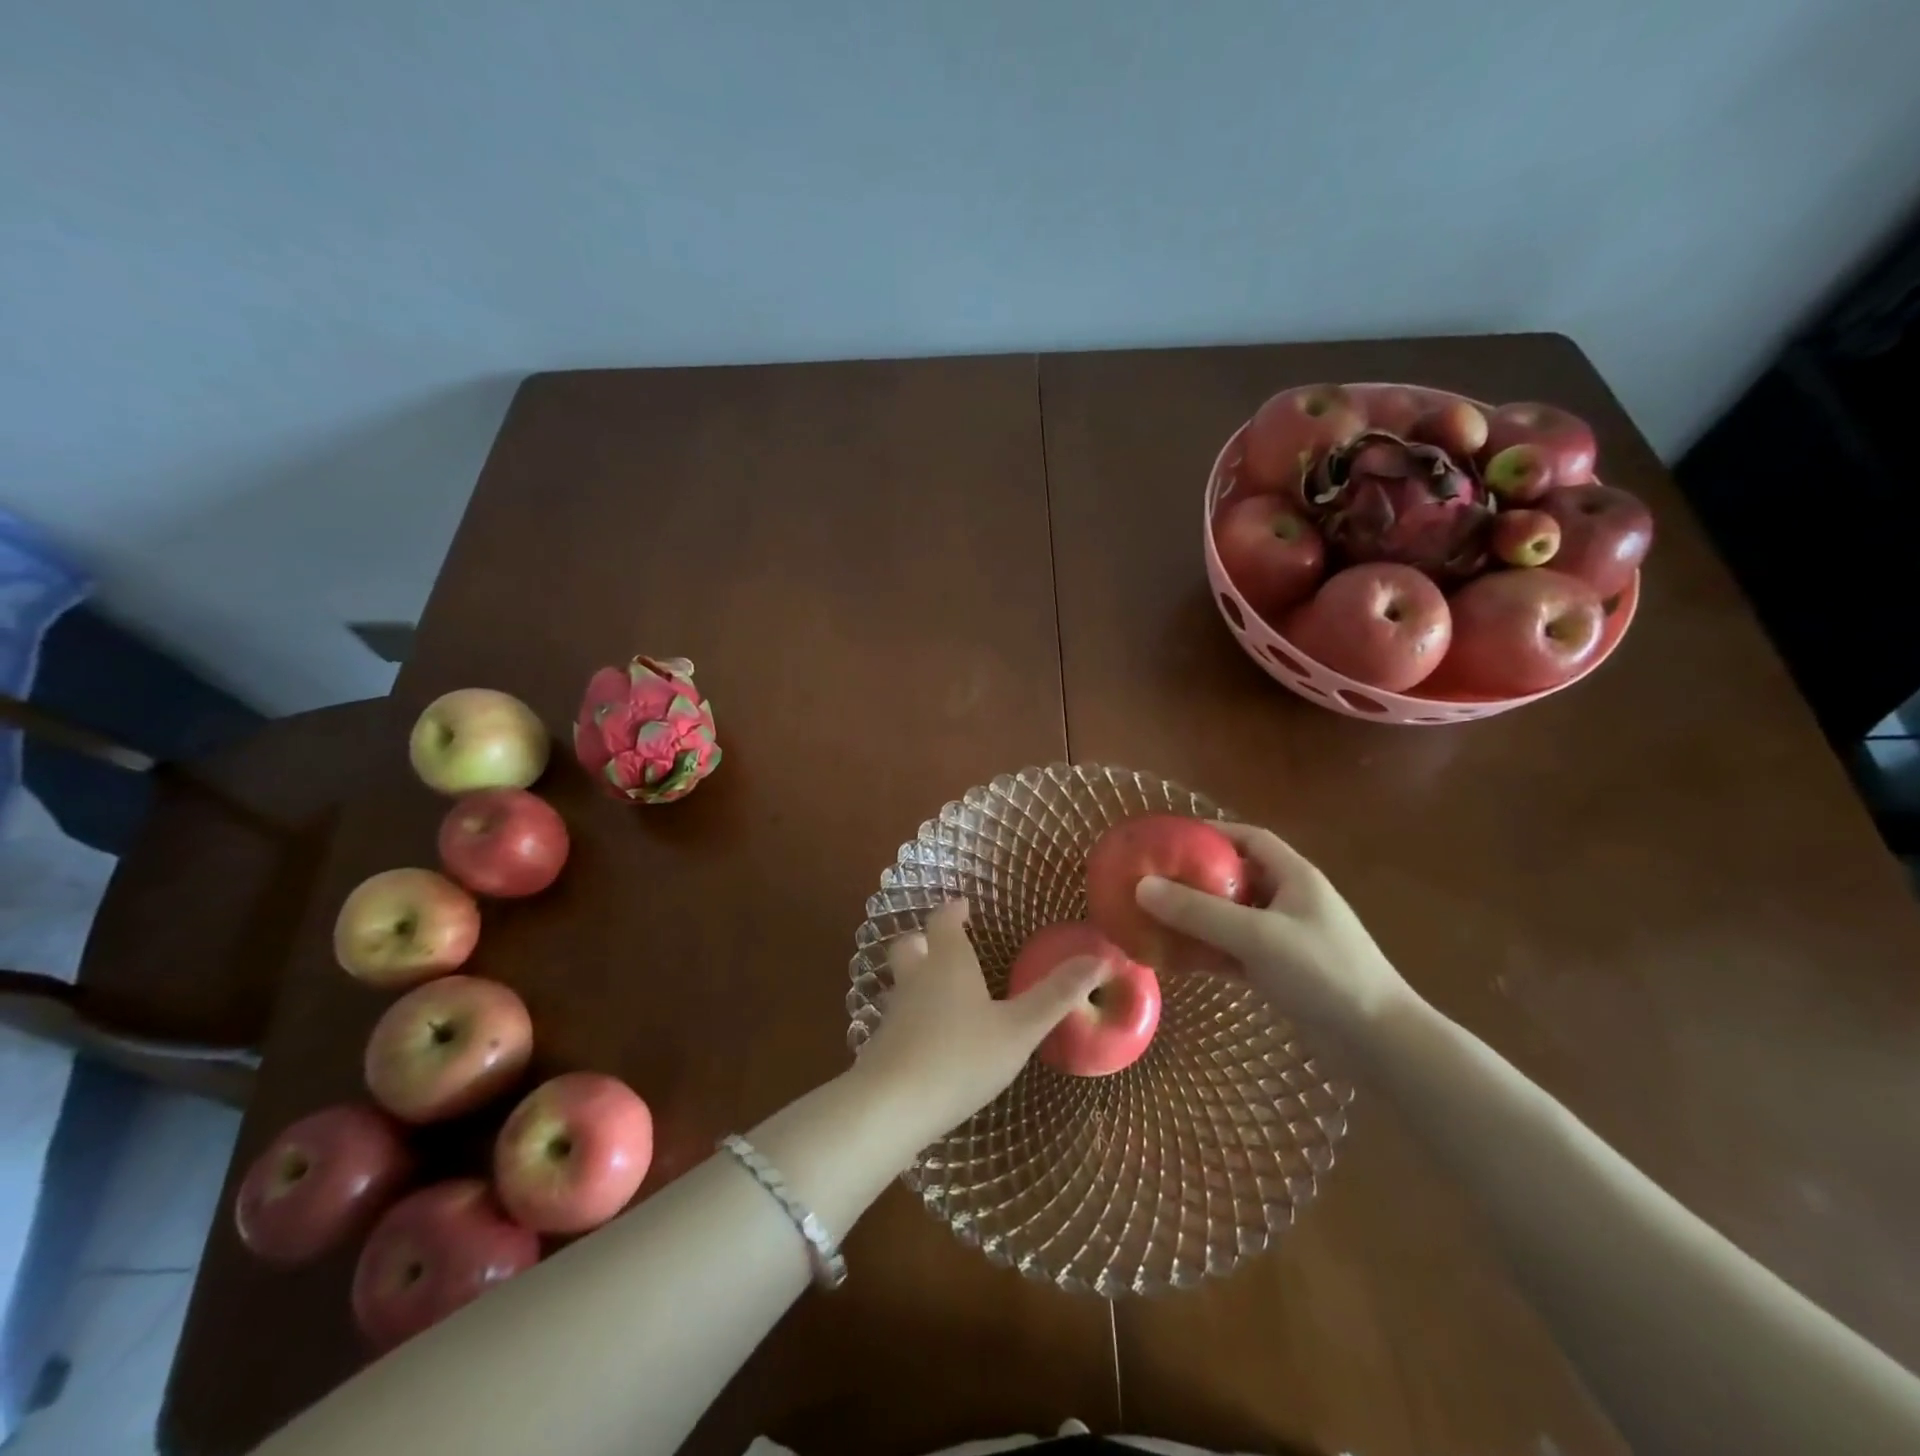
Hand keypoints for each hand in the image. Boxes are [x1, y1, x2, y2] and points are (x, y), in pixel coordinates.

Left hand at [854, 901, 1104, 1144]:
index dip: (953, 911)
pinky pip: (897, 1015)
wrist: (892, 1106)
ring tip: (942, 990)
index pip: (942, 920)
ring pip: (901, 979)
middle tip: (946, 944)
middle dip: (925, 939)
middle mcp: (916, 977)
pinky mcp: (881, 1043)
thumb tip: (1101, 957)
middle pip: (910, 944)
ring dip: (916, 976)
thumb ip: (1056, 995)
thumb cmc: (962, 1057)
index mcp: (947, 962)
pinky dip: (911, 1014)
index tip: (964, 907)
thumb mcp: (1019, 1029)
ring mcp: (893, 1010)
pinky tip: (929, 1037)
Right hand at [1135, 822, 1413, 1040]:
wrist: (1379, 1044)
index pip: (1250, 839)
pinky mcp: (1283, 972)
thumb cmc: (1323, 972)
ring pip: (1233, 917)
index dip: (1212, 832)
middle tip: (1154, 880)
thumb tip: (1141, 886)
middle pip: (1237, 877)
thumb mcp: (1257, 936)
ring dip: (1199, 917)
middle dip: (1196, 876)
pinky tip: (1178, 959)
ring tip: (1156, 917)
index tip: (1171, 838)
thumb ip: (1199, 912)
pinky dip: (1209, 951)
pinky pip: (1236, 951)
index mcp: (1295, 877)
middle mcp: (1291, 901)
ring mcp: (1287, 939)